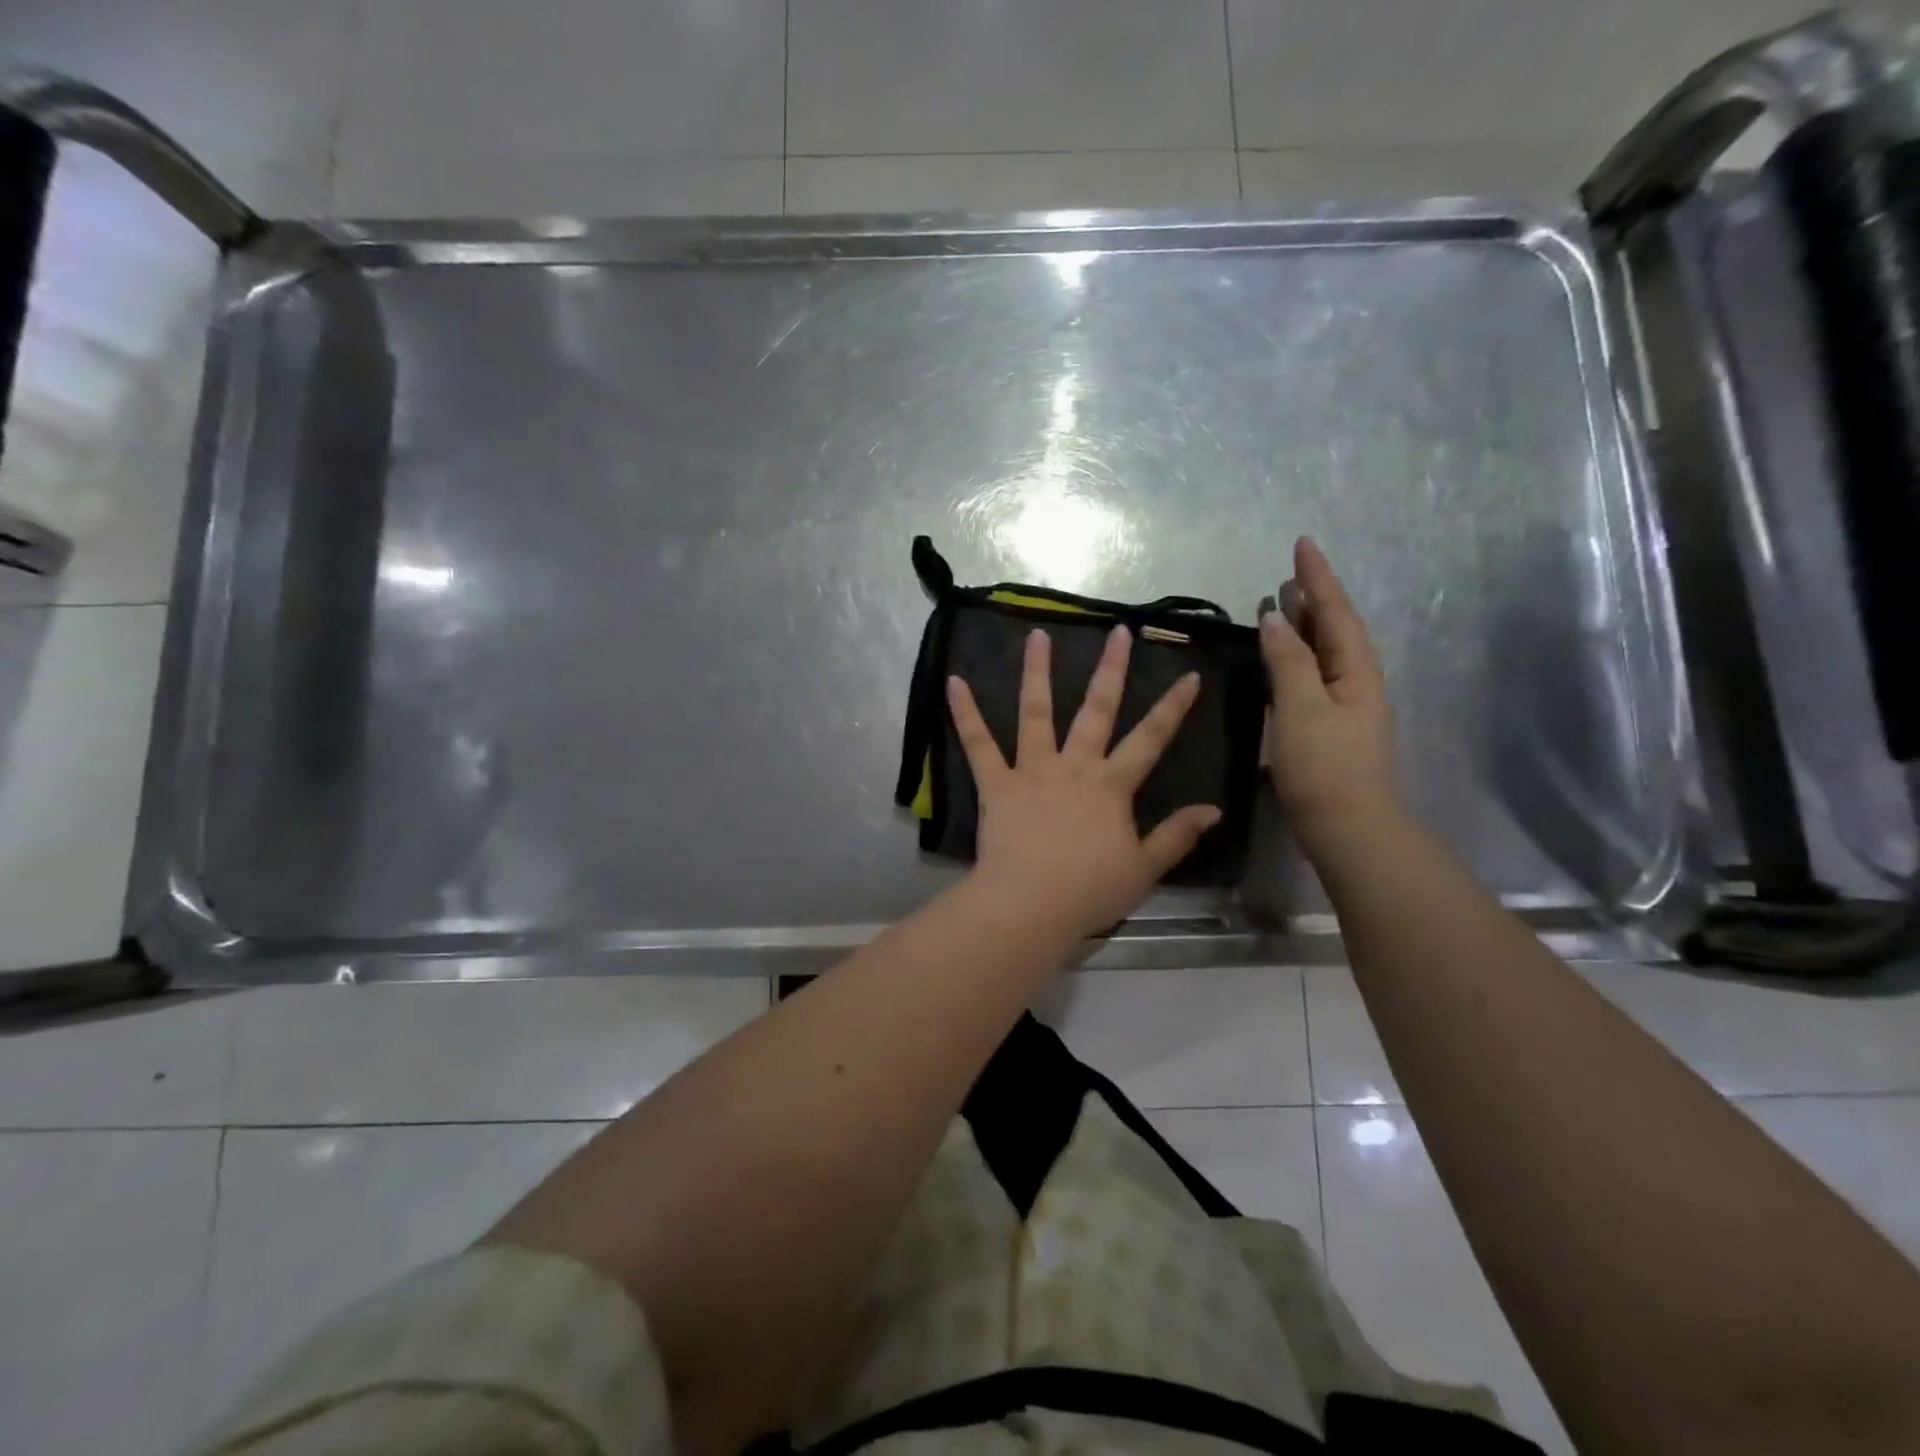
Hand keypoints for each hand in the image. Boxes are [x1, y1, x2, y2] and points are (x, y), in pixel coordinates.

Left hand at [946, 625, 1222, 938]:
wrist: (1031, 905)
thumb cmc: (1090, 891)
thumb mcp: (1145, 869)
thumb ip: (1177, 835)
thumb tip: (1213, 809)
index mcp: (1112, 786)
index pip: (1151, 739)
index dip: (1173, 707)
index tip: (1189, 675)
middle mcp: (1074, 767)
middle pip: (1097, 710)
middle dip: (1111, 669)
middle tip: (1118, 630)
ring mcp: (1033, 771)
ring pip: (1036, 713)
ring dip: (1037, 672)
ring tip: (1037, 634)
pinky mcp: (997, 784)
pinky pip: (978, 744)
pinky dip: (965, 713)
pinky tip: (953, 681)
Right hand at [1260, 537, 1401, 852]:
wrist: (1349, 828)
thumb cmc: (1324, 766)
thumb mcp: (1302, 707)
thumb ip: (1288, 660)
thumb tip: (1276, 616)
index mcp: (1356, 671)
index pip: (1336, 612)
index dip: (1319, 578)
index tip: (1303, 543)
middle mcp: (1358, 682)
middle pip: (1336, 629)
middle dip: (1315, 598)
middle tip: (1292, 572)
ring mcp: (1347, 707)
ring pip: (1326, 653)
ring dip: (1306, 626)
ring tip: (1284, 605)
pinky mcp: (1332, 728)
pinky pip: (1315, 676)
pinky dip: (1298, 657)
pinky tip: (1284, 660)